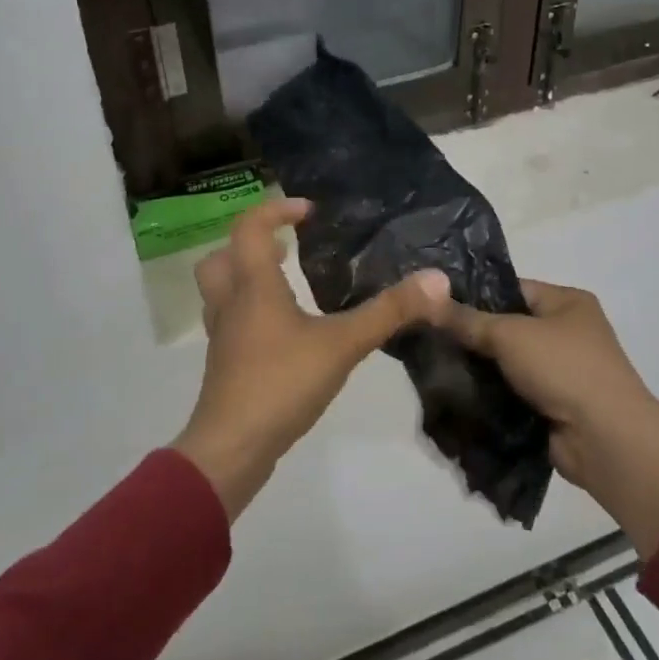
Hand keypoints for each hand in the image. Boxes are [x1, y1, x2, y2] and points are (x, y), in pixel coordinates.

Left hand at [174, 198, 449, 520]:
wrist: (231, 448)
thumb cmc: (281, 384)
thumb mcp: (342, 344)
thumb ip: (388, 313)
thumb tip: (437, 280)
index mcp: (253, 286)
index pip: (250, 227)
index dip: (276, 210)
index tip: (309, 211)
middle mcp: (231, 304)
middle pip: (222, 257)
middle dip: (250, 244)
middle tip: (285, 248)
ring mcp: (223, 337)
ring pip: (221, 291)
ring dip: (246, 277)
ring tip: (285, 284)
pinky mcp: (225, 365)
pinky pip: (231, 322)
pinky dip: (251, 313)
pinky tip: (283, 332)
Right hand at [430, 280, 658, 554]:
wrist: (605, 439)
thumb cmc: (564, 369)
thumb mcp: (511, 334)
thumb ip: (468, 320)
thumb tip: (427, 300)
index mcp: (568, 303)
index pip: (512, 289)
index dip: (474, 294)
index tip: (434, 304)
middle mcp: (567, 332)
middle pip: (507, 327)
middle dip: (471, 335)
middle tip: (428, 337)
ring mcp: (560, 372)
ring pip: (505, 363)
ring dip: (478, 369)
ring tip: (433, 366)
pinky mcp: (550, 406)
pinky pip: (511, 393)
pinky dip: (489, 395)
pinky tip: (455, 395)